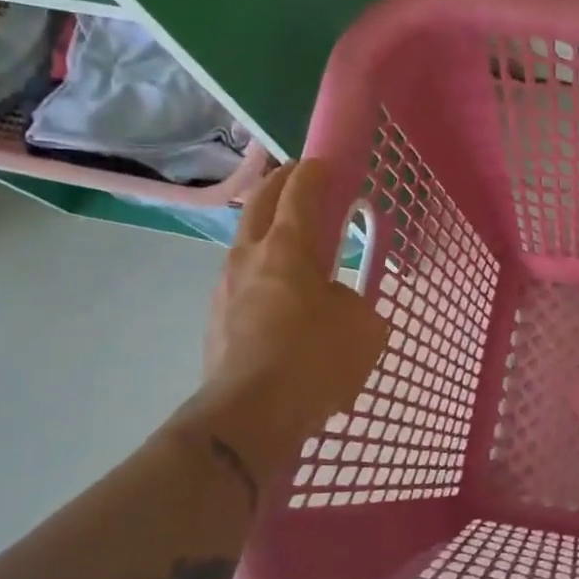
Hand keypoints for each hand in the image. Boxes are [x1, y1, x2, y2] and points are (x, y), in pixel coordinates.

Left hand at [186, 161, 388, 481]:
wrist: (250, 415)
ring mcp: (225, 287)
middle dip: (278, 182)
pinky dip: (258, 269)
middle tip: (296, 177)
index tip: (324, 163)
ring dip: (264, 227)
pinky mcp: (215, 319)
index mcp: (288, 249)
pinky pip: (239, 279)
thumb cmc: (314, 361)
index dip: (313, 173)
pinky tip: (274, 292)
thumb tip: (337, 302)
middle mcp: (250, 257)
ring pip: (243, 241)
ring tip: (286, 238)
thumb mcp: (363, 328)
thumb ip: (355, 303)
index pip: (299, 193)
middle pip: (258, 202)